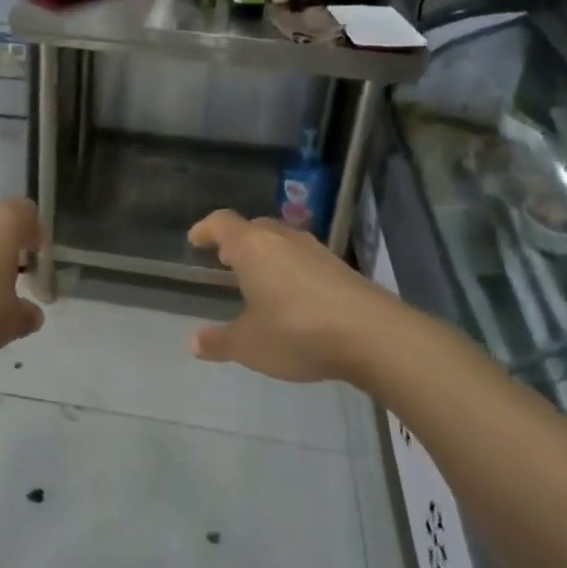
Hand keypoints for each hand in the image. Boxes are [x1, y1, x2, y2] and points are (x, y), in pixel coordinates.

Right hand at [186, 210, 393, 383]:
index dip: (205, 229)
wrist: (373, 335)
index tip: (194, 240)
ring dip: (265, 254)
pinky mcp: (341, 267)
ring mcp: (316, 250)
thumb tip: (193, 343)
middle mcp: (282, 239)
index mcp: (252, 247)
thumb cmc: (296, 332)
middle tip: (225, 259)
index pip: (221, 223)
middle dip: (236, 241)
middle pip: (253, 228)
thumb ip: (219, 342)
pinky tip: (291, 296)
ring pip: (281, 241)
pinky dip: (289, 268)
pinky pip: (304, 258)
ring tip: (256, 277)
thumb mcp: (249, 344)